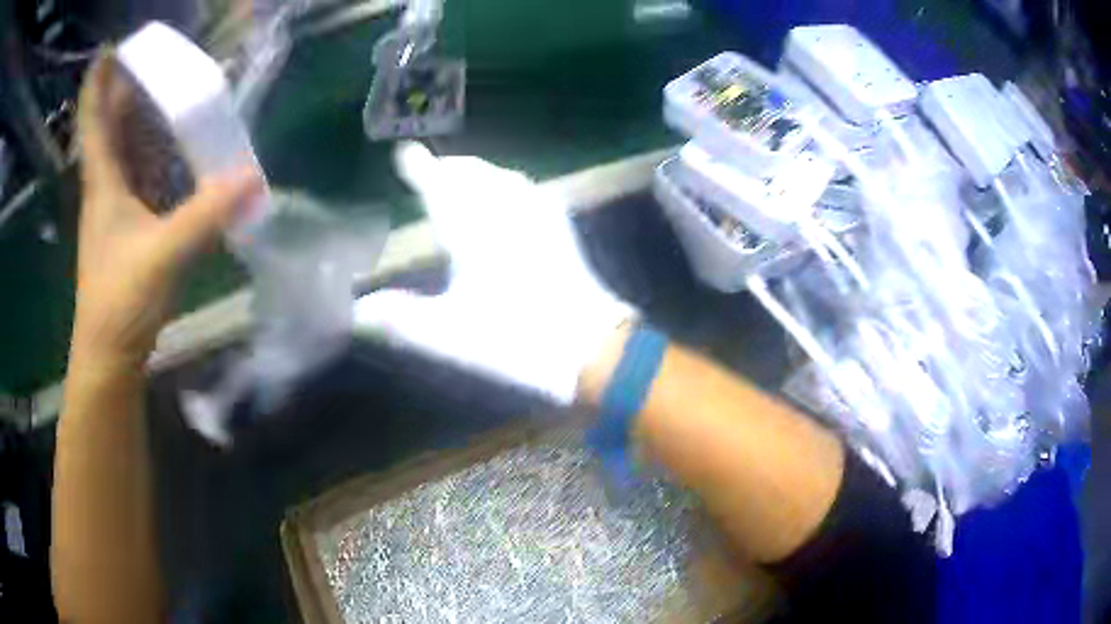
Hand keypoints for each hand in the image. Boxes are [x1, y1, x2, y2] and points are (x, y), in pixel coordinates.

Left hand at [71, 55, 261, 370]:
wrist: (110, 356)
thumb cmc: (122, 301)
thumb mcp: (165, 254)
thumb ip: (206, 214)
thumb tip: (253, 177)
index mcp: (103, 182)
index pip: (94, 121)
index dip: (97, 83)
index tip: (108, 48)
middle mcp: (105, 187)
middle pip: (111, 126)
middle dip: (125, 88)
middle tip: (153, 56)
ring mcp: (113, 209)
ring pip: (123, 149)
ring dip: (138, 118)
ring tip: (163, 89)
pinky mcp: (125, 228)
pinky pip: (137, 174)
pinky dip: (150, 153)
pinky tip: (169, 147)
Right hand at [354, 144, 634, 404]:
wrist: (591, 350)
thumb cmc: (515, 341)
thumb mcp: (449, 335)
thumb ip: (400, 319)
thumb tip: (355, 311)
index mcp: (474, 232)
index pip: (440, 188)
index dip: (421, 168)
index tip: (406, 152)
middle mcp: (506, 213)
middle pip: (473, 175)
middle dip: (449, 167)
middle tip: (430, 168)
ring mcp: (539, 219)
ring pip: (503, 178)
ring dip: (478, 171)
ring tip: (462, 176)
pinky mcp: (562, 232)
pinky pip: (530, 192)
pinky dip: (509, 184)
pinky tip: (511, 194)